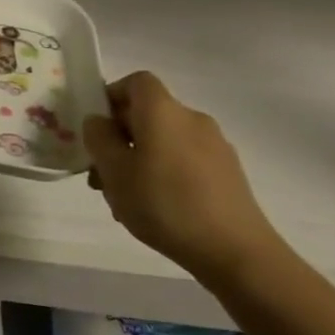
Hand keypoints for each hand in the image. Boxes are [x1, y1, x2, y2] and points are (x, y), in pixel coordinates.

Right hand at [83, 70, 285, 287]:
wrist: (237, 253)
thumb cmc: (165, 203)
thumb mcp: (114, 170)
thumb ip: (98, 138)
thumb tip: (98, 121)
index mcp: (163, 111)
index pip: (136, 81)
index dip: (112, 96)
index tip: (97, 127)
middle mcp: (192, 120)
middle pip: (148, 115)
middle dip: (119, 139)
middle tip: (100, 174)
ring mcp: (215, 147)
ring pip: (164, 142)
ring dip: (139, 161)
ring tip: (124, 200)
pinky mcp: (228, 174)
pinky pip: (185, 162)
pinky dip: (164, 175)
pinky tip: (155, 210)